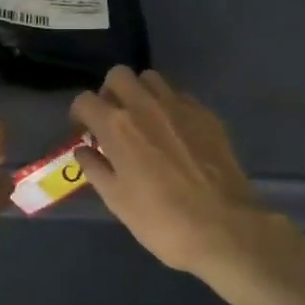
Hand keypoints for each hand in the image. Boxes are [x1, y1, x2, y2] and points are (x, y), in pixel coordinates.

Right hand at [70, 67, 282, 281]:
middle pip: (119, 75)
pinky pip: (180, 96)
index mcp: (117, 126)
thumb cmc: (161, 220)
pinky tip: (175, 133)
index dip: (79, 114)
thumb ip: (95, 169)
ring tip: (144, 121)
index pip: (85, 100)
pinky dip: (170, 106)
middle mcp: (145, 106)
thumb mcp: (116, 200)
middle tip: (113, 120)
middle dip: (110, 92)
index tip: (85, 132)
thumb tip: (83, 150)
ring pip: (151, 79)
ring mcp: (180, 107)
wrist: (224, 229)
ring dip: (141, 93)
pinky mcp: (206, 115)